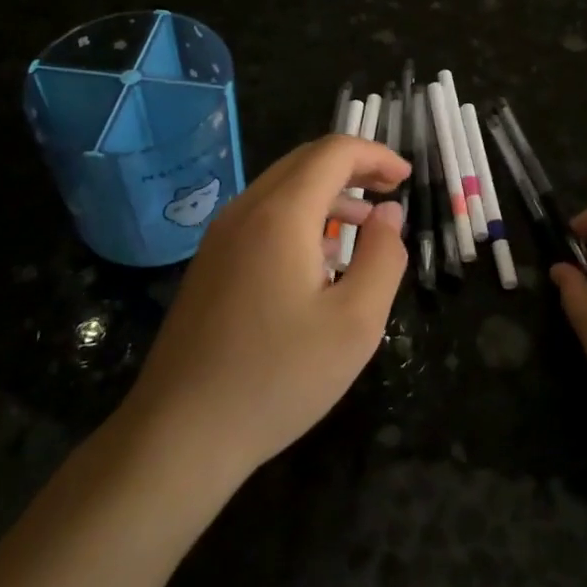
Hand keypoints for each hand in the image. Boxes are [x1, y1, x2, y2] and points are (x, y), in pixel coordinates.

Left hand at [125, 135, 410, 486]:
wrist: (180, 434)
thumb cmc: (278, 377)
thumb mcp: (356, 323)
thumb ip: (384, 257)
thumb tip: (389, 213)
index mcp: (281, 214)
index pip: (333, 152)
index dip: (375, 154)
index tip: (406, 179)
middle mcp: (245, 211)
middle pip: (305, 162)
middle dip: (354, 167)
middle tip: (391, 192)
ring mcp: (220, 237)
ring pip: (282, 188)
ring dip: (328, 193)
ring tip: (365, 226)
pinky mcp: (210, 264)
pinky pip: (262, 217)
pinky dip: (301, 216)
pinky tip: (321, 260)